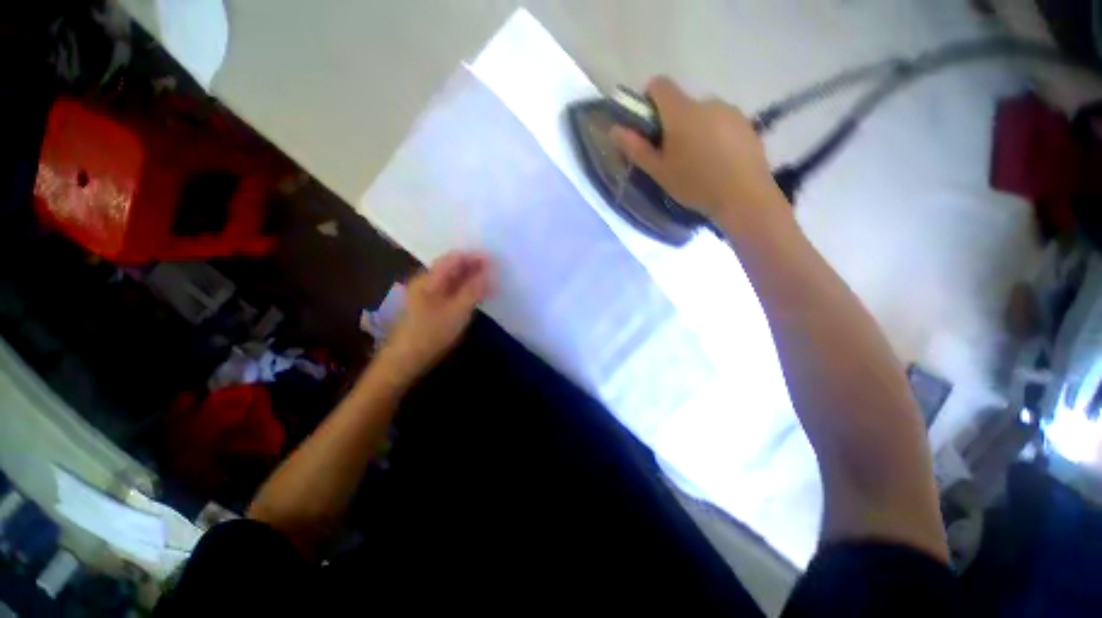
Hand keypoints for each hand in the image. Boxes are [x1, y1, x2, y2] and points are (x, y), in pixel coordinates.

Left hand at [375, 251, 494, 386]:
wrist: (404, 361)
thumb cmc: (431, 334)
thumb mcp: (457, 311)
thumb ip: (474, 289)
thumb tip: (491, 270)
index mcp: (429, 279)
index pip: (455, 258)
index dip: (475, 256)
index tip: (496, 260)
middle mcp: (426, 282)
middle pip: (452, 267)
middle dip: (474, 266)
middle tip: (496, 271)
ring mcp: (426, 294)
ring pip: (452, 279)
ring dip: (471, 278)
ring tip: (490, 282)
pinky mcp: (429, 307)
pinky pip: (450, 290)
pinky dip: (465, 289)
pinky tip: (475, 295)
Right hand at [610, 76, 784, 219]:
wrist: (743, 197)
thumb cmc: (695, 184)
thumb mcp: (659, 171)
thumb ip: (637, 148)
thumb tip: (616, 130)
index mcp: (682, 112)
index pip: (660, 85)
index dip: (649, 100)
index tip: (648, 126)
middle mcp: (707, 102)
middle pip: (682, 103)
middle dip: (672, 123)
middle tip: (672, 155)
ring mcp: (730, 111)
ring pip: (702, 114)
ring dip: (694, 129)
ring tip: (698, 162)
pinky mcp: (746, 123)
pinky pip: (721, 122)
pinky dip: (713, 135)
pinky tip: (717, 161)